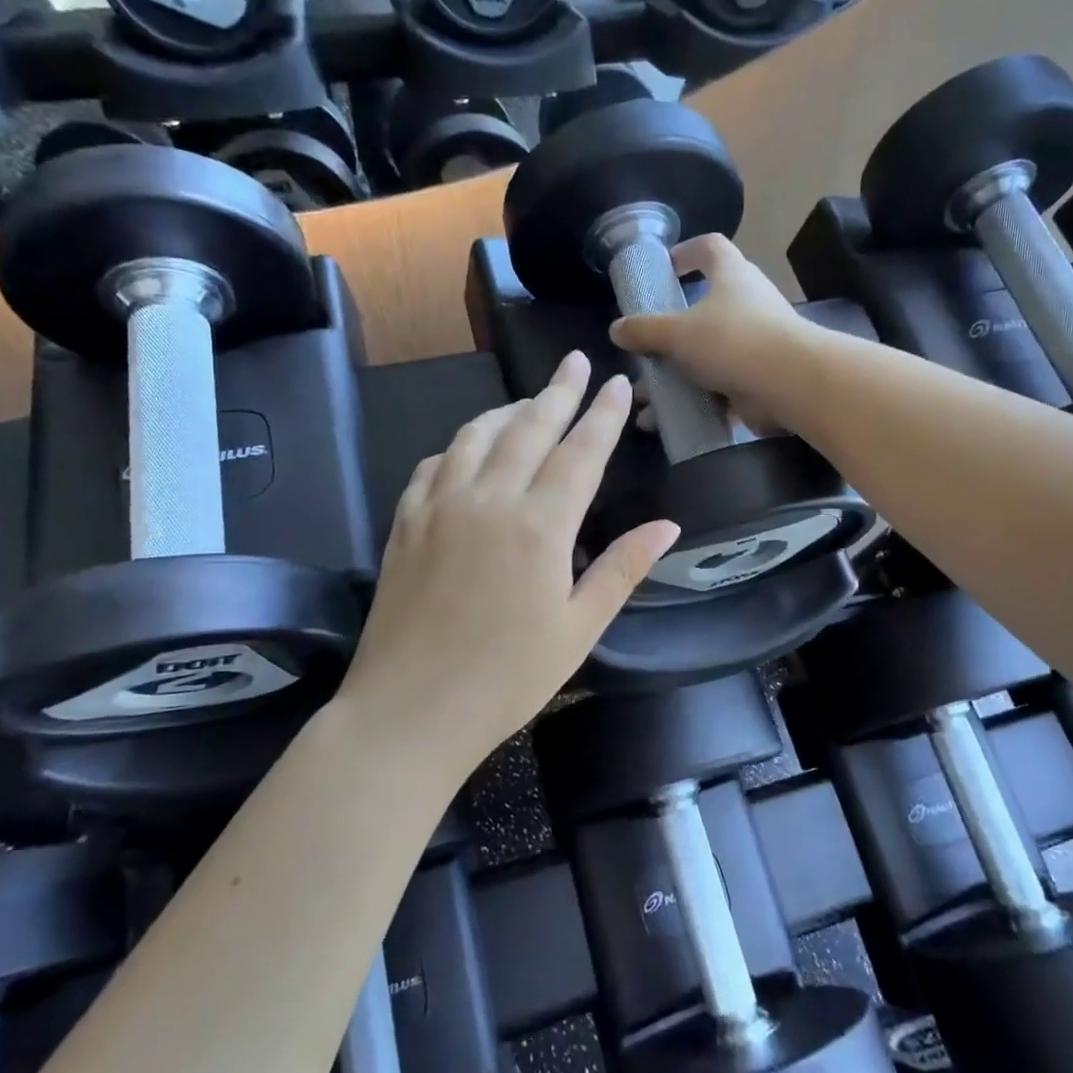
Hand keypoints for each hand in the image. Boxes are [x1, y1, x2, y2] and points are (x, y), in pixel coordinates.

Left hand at [337, 354, 678, 770]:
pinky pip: (434, 464)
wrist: (409, 710)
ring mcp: (440, 506)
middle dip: (558, 391)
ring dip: (507, 410)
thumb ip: (621, 569)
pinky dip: (459, 445)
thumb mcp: (579, 629)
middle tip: (576, 362)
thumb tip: (667, 525)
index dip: (602, 414)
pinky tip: (467, 449)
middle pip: (528, 427)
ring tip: (528, 401)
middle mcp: (489, 499)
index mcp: (540, 526)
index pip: (580, 452)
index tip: (617, 382)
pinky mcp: (405, 522)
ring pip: (477, 436)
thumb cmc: (507, 679)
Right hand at [609, 234, 814, 434]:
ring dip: (675, 377)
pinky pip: (718, 388)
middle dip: (668, 334)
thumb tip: (616, 329)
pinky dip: (693, 403)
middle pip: (702, 310)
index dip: (685, 252)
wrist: (790, 384)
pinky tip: (667, 422)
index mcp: (731, 276)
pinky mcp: (759, 378)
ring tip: (645, 400)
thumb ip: (645, 330)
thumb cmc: (732, 341)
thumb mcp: (678, 333)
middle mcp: (747, 304)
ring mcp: (756, 343)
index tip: (663, 269)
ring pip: (706, 356)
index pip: (709, 248)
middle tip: (642, 352)